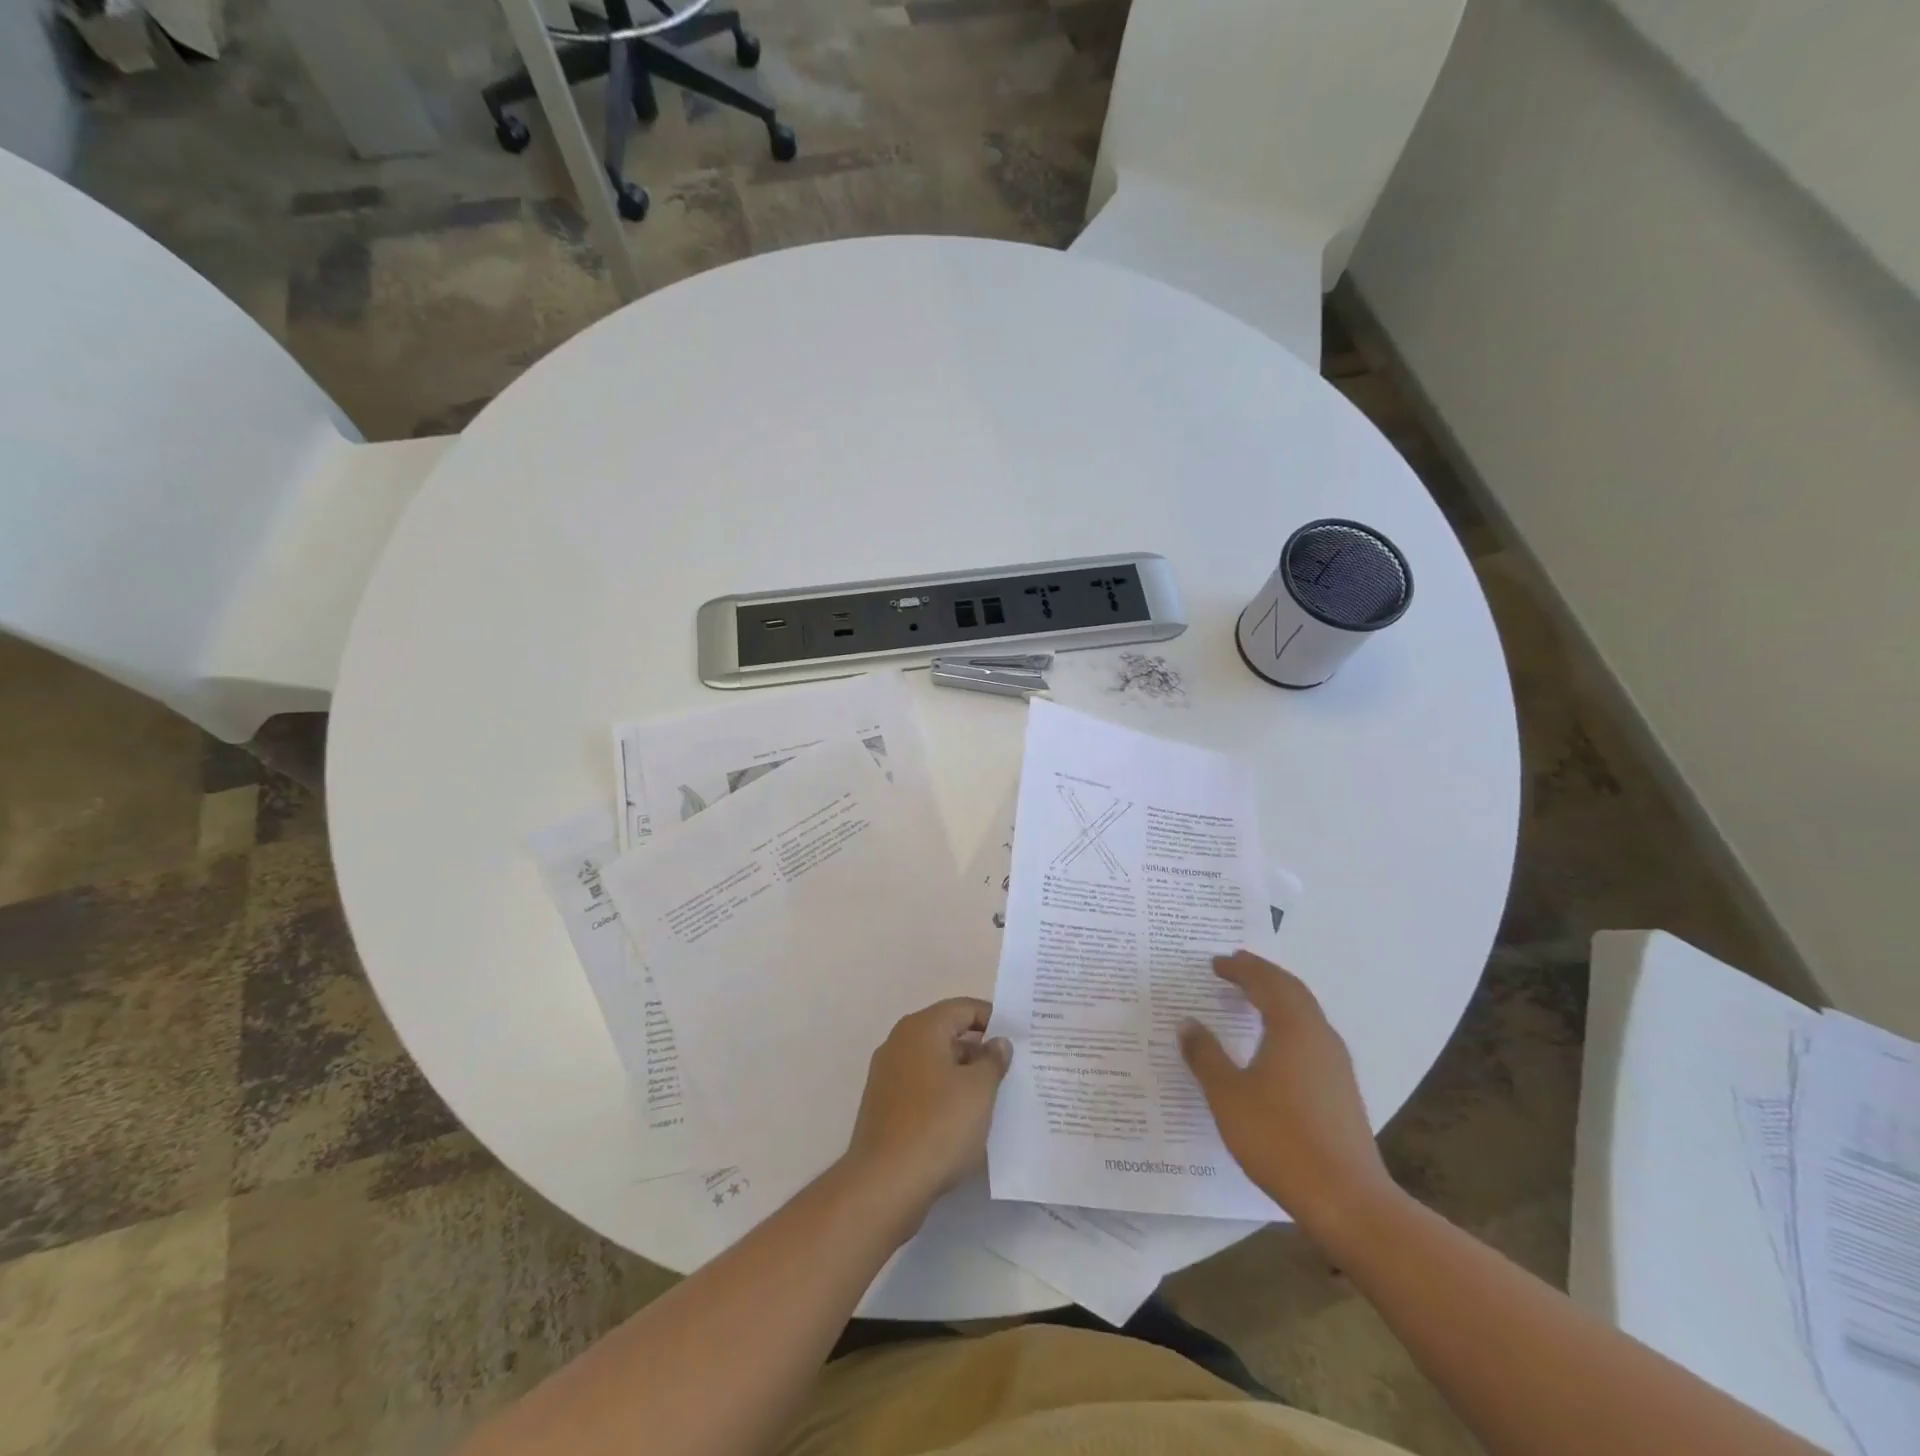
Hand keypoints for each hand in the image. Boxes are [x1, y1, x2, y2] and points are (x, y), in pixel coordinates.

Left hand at [842, 998, 1011, 1217]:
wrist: (884, 1184)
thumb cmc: (938, 1126)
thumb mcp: (979, 1090)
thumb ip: (993, 1060)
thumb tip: (998, 1042)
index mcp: (922, 1028)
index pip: (964, 1008)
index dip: (994, 1019)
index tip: (1020, 1038)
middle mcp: (900, 1042)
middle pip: (948, 1032)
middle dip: (980, 1048)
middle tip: (1013, 1067)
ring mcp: (888, 1074)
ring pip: (935, 1062)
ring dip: (963, 1074)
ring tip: (995, 1095)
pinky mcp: (884, 1105)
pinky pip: (923, 1087)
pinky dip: (945, 1094)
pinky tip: (965, 1118)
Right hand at [1179, 951, 1395, 1234]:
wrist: (1347, 1199)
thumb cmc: (1279, 1139)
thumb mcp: (1228, 1095)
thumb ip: (1205, 1055)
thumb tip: (1188, 1023)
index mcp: (1293, 1028)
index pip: (1265, 982)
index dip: (1240, 969)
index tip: (1215, 962)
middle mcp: (1319, 1036)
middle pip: (1292, 990)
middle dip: (1263, 974)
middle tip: (1236, 965)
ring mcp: (1336, 1063)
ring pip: (1306, 1012)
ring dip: (1278, 997)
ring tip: (1252, 996)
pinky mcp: (1342, 1089)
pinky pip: (1312, 1035)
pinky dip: (1289, 1021)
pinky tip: (1275, 1043)